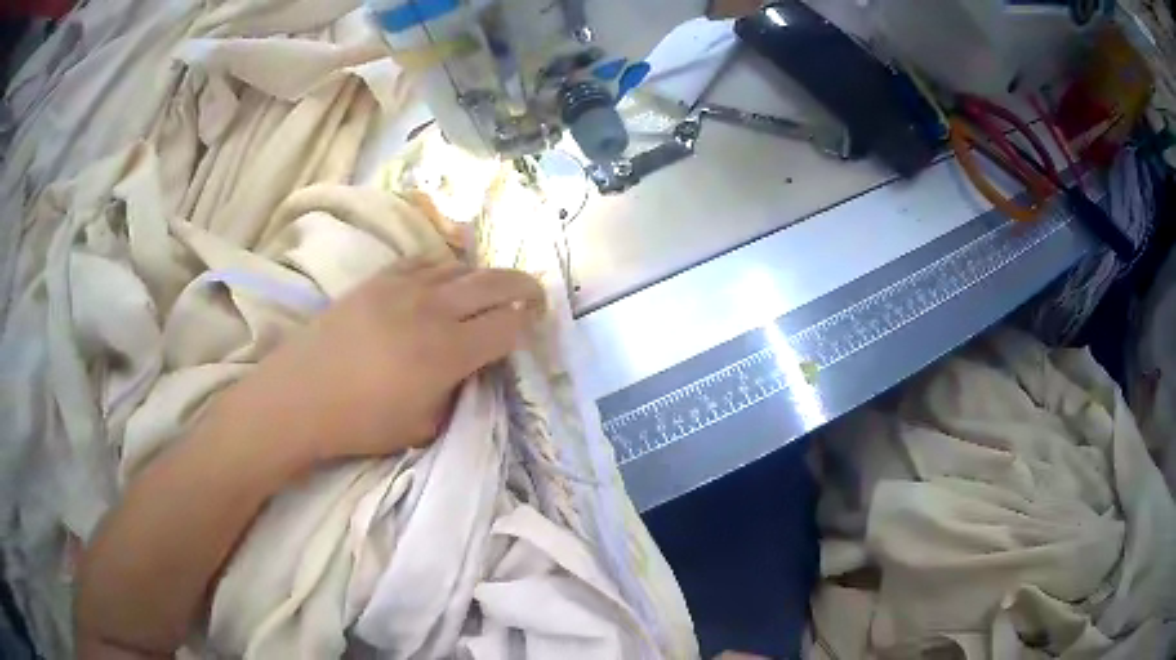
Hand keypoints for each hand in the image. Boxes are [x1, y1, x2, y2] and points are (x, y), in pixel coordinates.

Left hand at [216, 259, 543, 465]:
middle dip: (524, 286)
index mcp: (448, 352)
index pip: (507, 325)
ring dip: (484, 278)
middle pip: (494, 282)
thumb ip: (458, 394)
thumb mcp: (424, 426)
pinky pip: (424, 262)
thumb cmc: (362, 422)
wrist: (300, 396)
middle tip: (535, 296)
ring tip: (488, 292)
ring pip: (460, 267)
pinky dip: (445, 268)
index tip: (535, 327)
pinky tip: (444, 279)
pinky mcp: (378, 280)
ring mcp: (403, 288)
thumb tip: (472, 370)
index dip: (529, 324)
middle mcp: (433, 310)